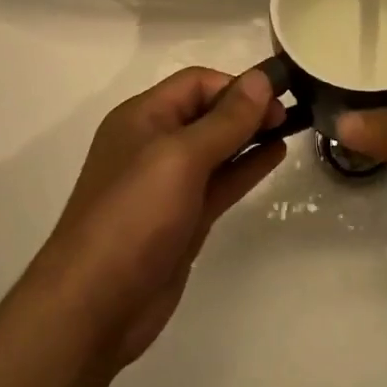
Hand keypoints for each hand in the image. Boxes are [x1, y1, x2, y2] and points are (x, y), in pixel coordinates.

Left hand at [35, 68, 285, 365]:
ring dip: (251, 135)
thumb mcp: (181, 158)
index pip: (196, 83)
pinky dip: (247, 166)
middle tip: (290, 114)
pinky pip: (221, 181)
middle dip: (246, 108)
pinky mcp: (184, 218)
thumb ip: (225, 120)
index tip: (277, 96)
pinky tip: (276, 156)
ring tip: (291, 128)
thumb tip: (261, 79)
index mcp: (143, 118)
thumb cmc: (133, 217)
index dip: (236, 85)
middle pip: (208, 112)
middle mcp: (154, 144)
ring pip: (218, 148)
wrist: (94, 307)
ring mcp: (169, 184)